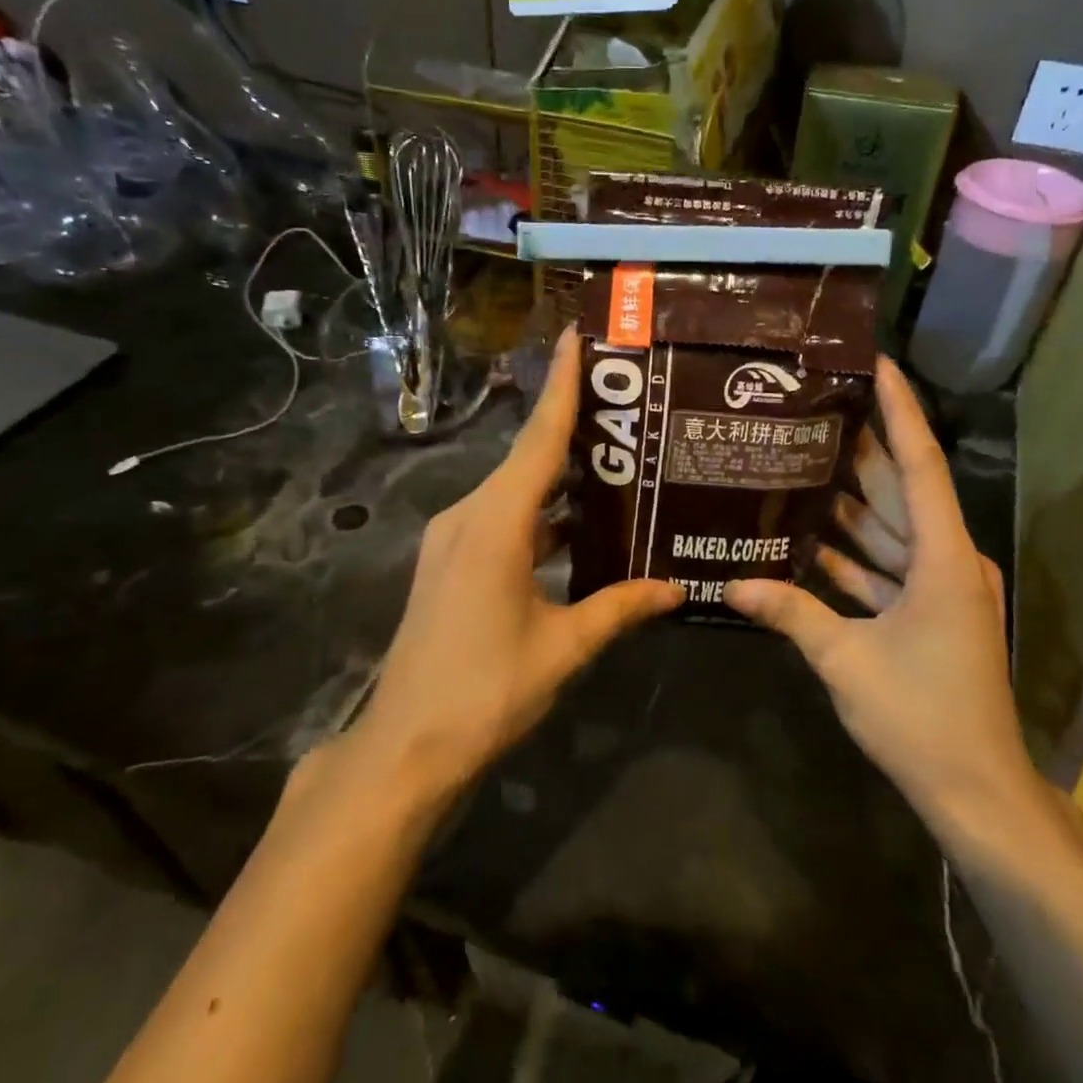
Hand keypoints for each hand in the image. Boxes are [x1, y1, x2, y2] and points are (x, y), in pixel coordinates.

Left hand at [352, 334, 682, 793]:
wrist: (406, 746)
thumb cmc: (486, 691)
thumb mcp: (563, 647)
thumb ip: (620, 608)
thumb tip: (677, 588)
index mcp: (494, 524)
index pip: (538, 440)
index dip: (562, 386)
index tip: (578, 336)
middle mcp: (467, 516)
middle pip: (528, 458)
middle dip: (573, 427)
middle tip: (628, 404)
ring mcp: (453, 539)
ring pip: (516, 491)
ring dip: (559, 477)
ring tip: (617, 459)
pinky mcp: (450, 563)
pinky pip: (502, 519)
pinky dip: (540, 513)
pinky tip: (580, 524)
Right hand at [724, 359, 1033, 823]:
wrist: (975, 788)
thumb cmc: (920, 715)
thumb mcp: (846, 659)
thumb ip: (790, 613)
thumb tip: (732, 583)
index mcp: (944, 558)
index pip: (920, 464)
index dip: (899, 410)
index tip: (876, 363)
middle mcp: (949, 561)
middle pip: (902, 490)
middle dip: (862, 450)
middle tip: (814, 408)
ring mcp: (942, 589)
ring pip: (892, 530)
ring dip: (851, 504)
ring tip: (801, 462)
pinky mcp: (931, 614)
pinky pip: (889, 568)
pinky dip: (854, 555)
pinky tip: (807, 539)